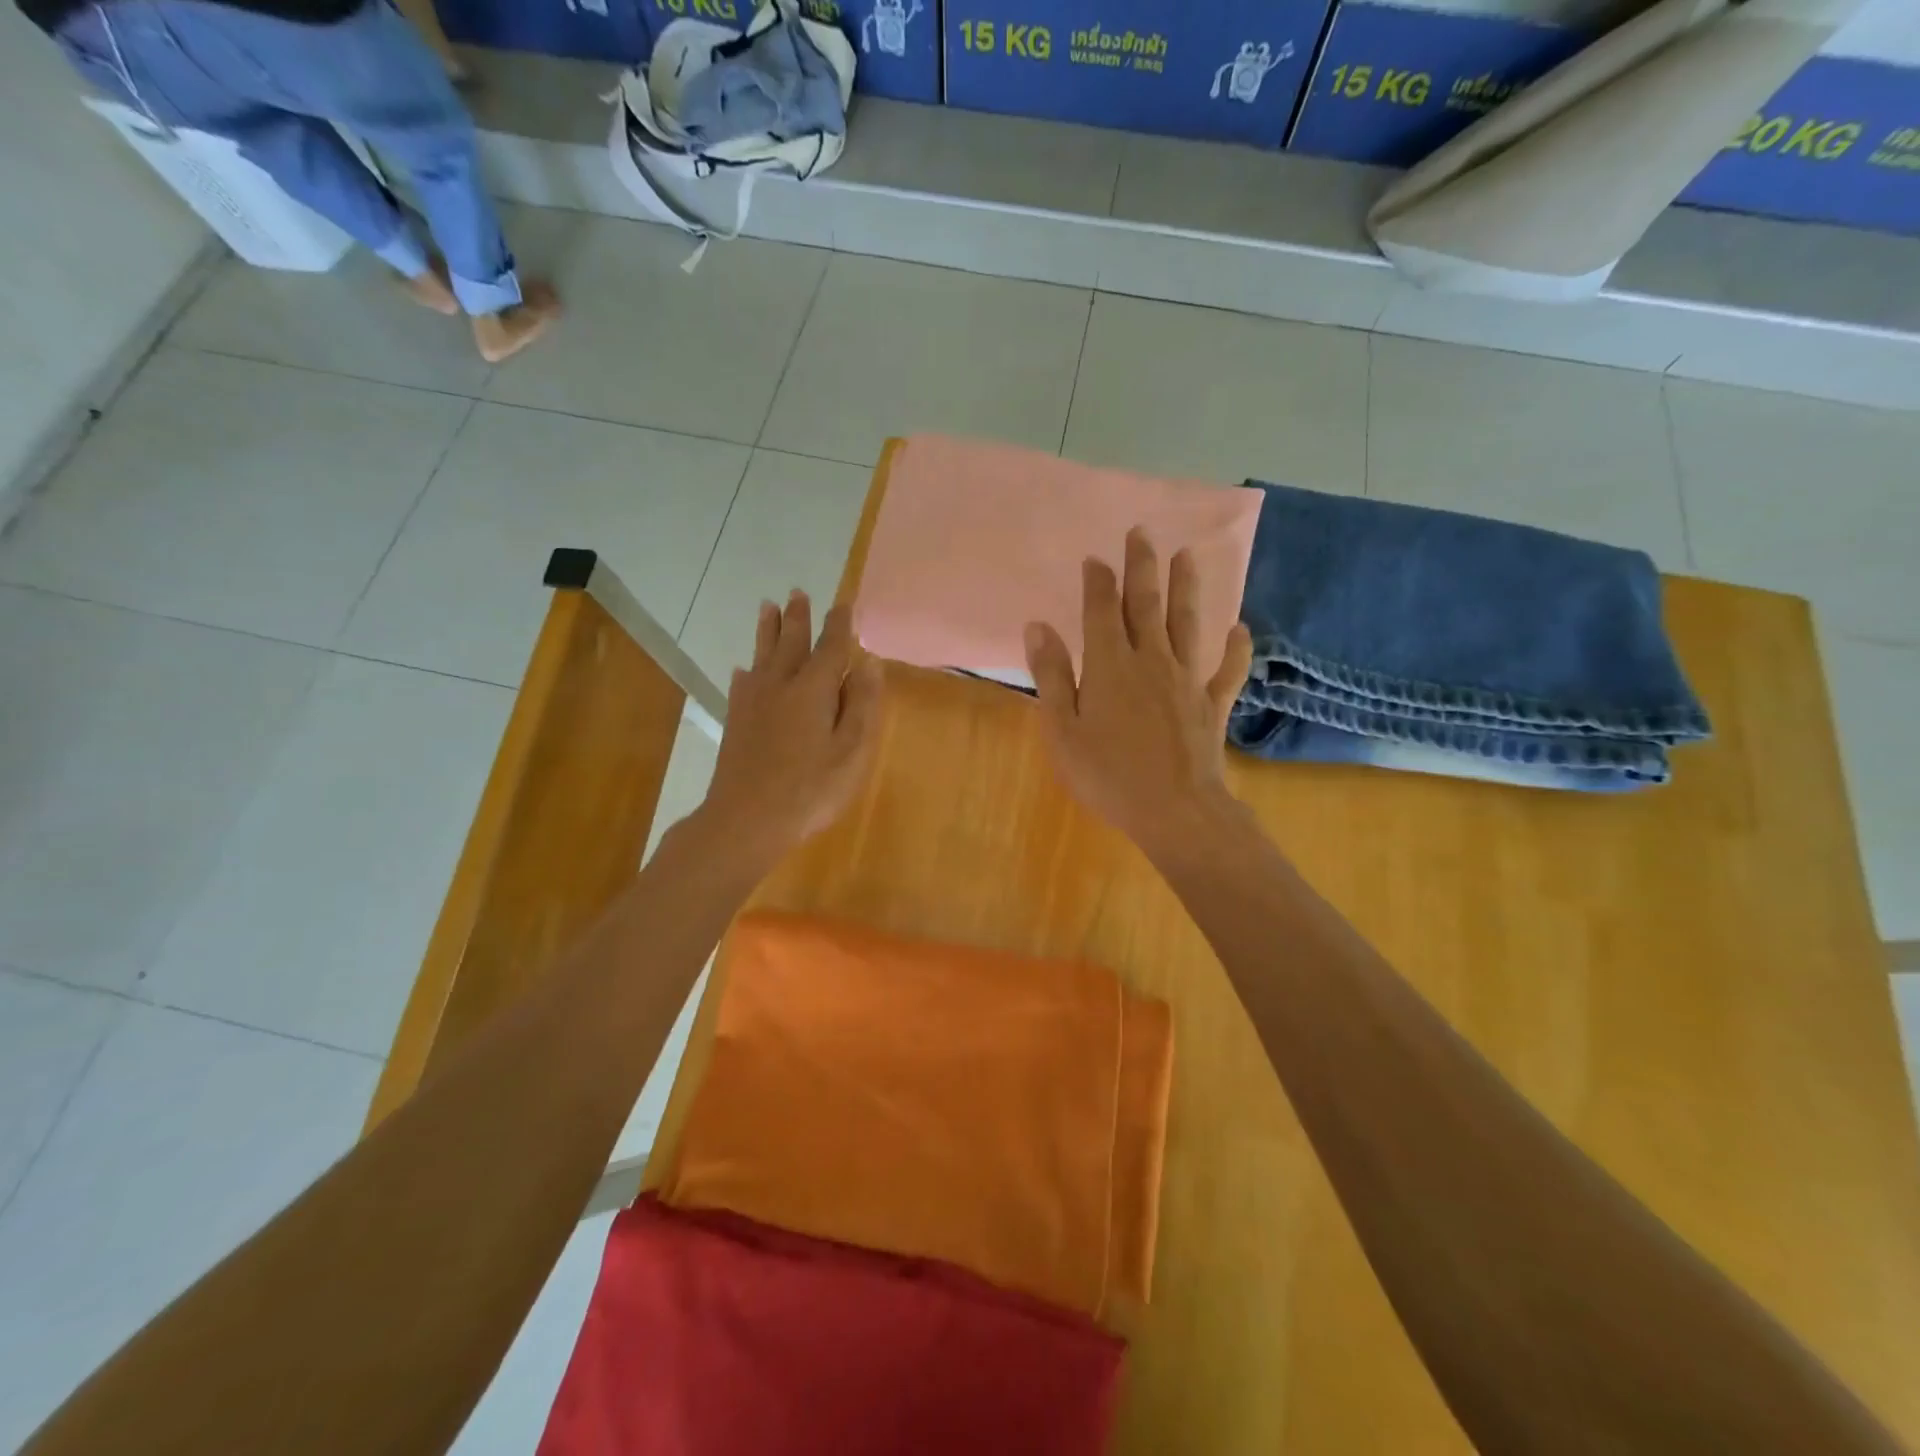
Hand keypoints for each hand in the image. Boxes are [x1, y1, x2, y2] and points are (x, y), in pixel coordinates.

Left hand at [699, 591, 882, 863]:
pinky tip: (744, 669)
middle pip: (791, 642)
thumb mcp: (851, 750)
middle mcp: (781, 685)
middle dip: (798, 618)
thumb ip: (860, 703)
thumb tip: (868, 662)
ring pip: (762, 655)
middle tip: (798, 593)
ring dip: (768, 630)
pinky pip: (742, 683)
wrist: (747, 818)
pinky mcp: (736, 721)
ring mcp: (753, 702)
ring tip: (768, 607)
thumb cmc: (811, 788)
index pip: (830, 647)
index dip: (839, 624)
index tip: (844, 604)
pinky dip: (747, 670)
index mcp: (814, 689)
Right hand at [1024, 527, 1253, 858]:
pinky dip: (1236, 649)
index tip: (1095, 558)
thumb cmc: (1107, 774)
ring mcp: (1186, 679)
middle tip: (1142, 532)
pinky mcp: (1211, 704)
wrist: (1174, 810)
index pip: (1101, 610)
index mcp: (1109, 665)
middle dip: (1143, 567)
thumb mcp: (1062, 729)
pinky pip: (1227, 670)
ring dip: (1186, 588)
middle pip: (1146, 604)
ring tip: (1187, 555)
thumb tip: (1039, 626)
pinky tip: (1241, 630)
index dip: (1098, 581)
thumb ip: (1051, 675)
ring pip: (1187, 623)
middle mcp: (1150, 660)